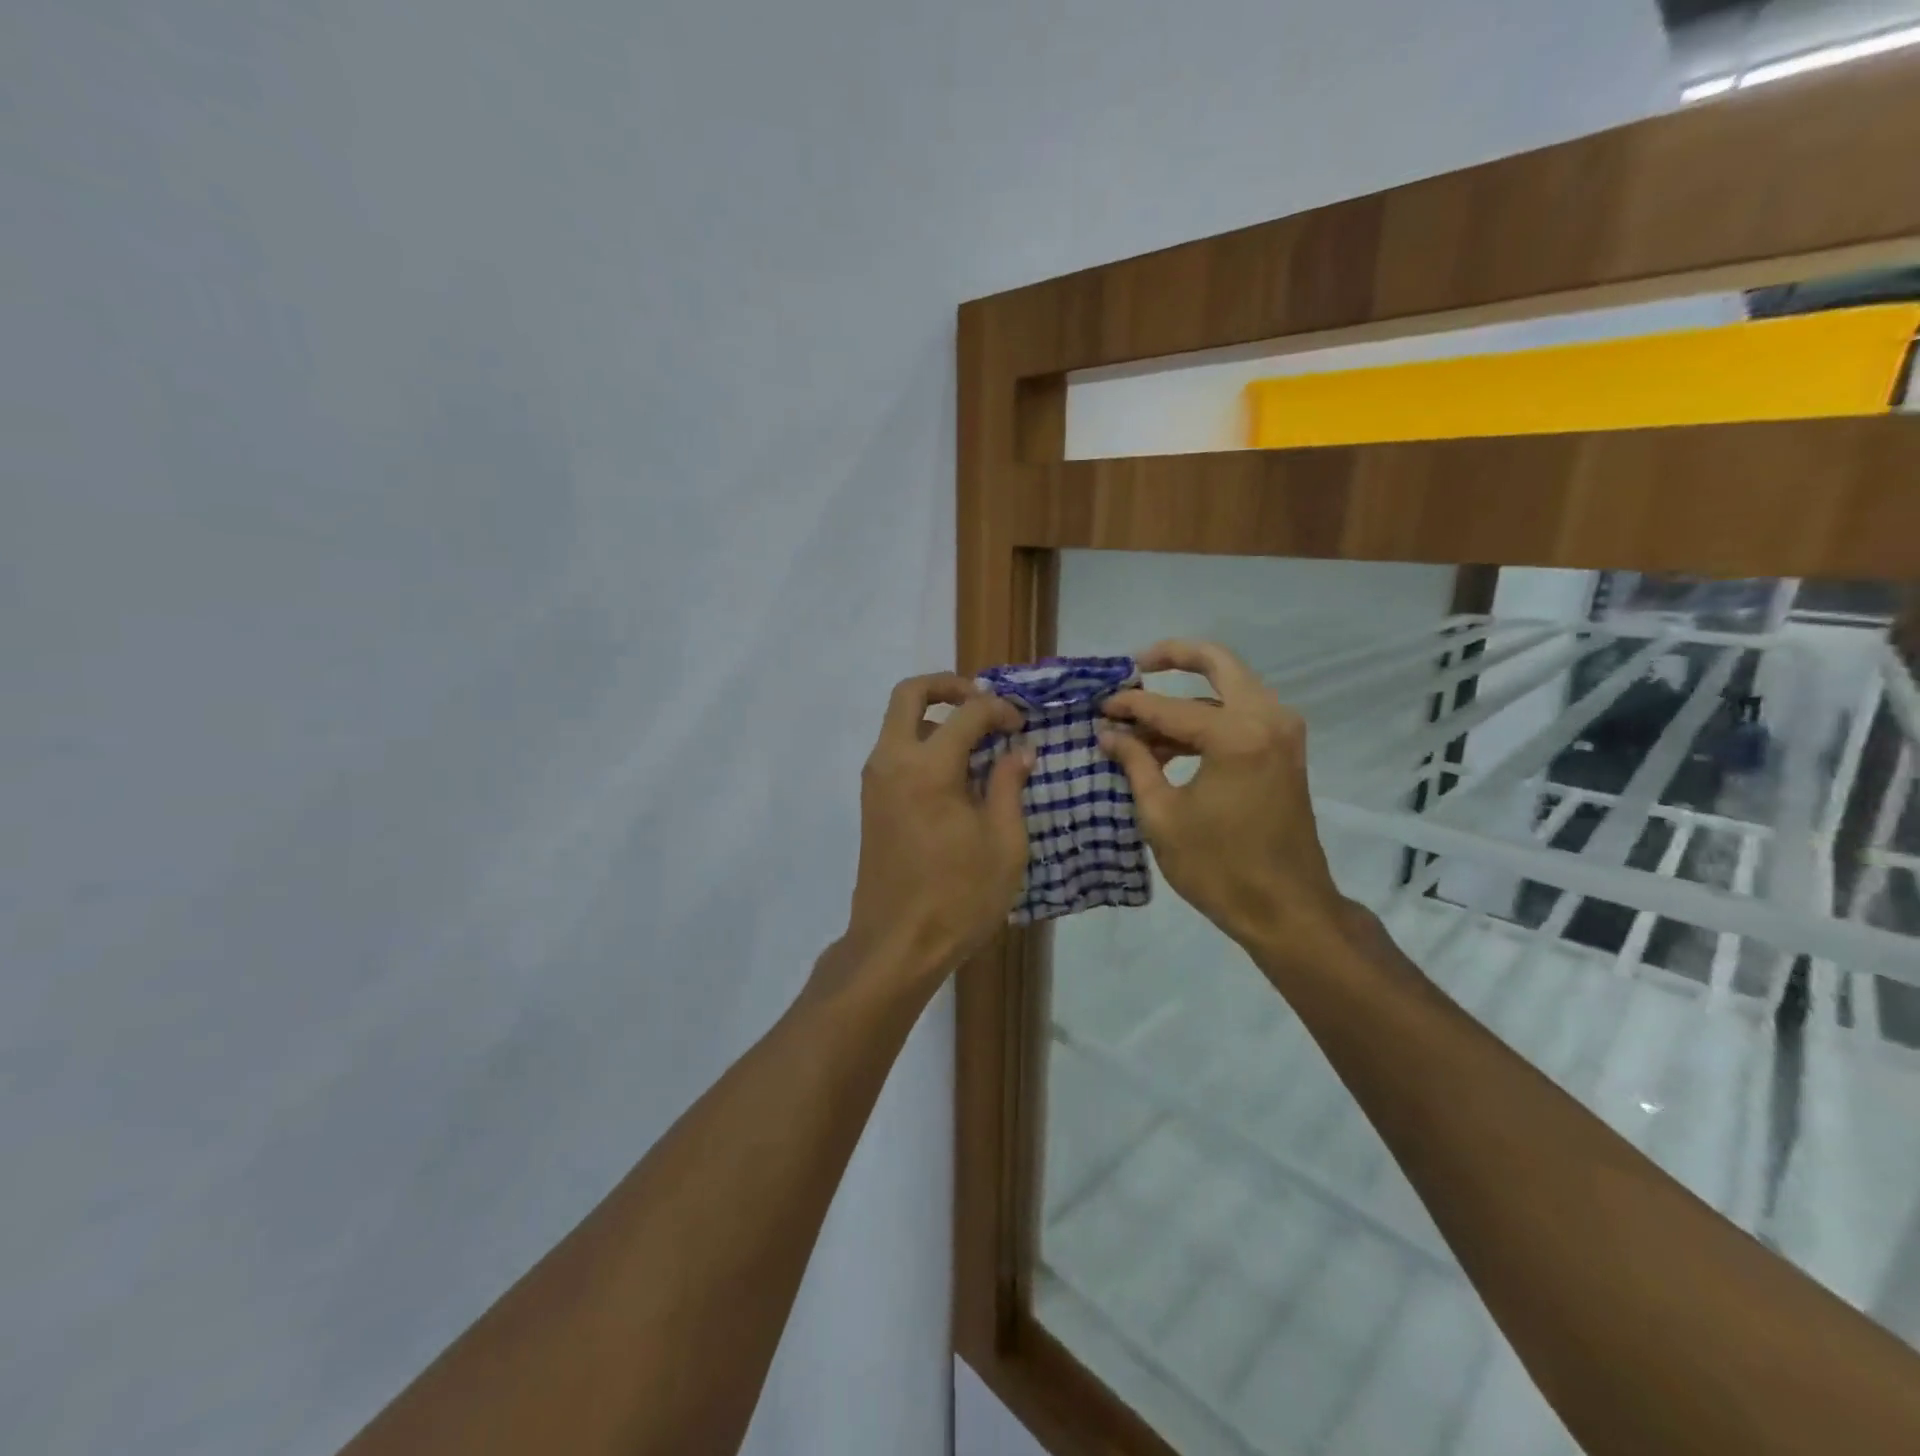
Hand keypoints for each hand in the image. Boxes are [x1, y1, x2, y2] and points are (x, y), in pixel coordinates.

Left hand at [841, 673, 1032, 986]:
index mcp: (928, 767)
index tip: (1022, 726)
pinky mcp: (872, 802)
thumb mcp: (1004, 843)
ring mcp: (876, 781)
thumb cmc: (958, 896)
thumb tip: (1019, 750)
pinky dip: (923, 744)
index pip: (967, 712)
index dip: (1000, 709)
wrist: (896, 945)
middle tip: (984, 702)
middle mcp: (892, 761)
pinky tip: (958, 775)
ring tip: (978, 744)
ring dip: (936, 718)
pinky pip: (896, 752)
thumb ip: (1010, 786)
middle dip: (948, 686)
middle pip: (910, 694)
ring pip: (899, 722)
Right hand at [1098, 640, 1350, 962]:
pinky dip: (1207, 720)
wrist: (1287, 910)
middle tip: (1136, 666)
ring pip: (1230, 689)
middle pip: (1219, 662)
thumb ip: (1135, 763)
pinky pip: (1241, 716)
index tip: (1098, 709)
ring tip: (1142, 723)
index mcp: (1236, 735)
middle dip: (1175, 657)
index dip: (1128, 707)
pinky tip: (1170, 745)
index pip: (1168, 706)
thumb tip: (1109, 733)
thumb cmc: (1219, 867)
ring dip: (1188, 697)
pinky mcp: (1284, 752)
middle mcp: (1266, 719)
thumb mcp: (1162, 815)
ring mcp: (1282, 733)